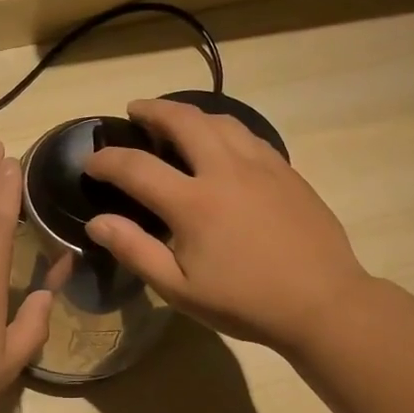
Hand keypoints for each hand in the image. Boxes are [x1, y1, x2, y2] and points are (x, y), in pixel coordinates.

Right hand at [82, 99, 368, 351]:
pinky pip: (247, 135)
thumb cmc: (244, 302)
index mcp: (193, 203)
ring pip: (219, 120)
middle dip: (152, 110)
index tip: (90, 161)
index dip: (106, 160)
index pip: (136, 167)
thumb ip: (135, 251)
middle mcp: (225, 171)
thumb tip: (96, 222)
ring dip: (189, 113)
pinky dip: (221, 128)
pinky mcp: (285, 171)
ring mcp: (261, 166)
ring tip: (173, 120)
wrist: (323, 302)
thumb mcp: (179, 289)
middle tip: (134, 111)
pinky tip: (219, 143)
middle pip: (183, 121)